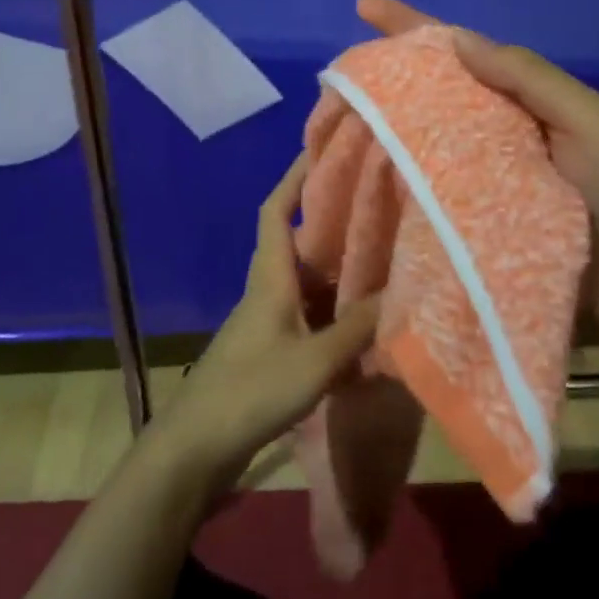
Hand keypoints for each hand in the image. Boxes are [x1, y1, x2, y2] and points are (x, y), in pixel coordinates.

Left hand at [148, 154, 380, 492]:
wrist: (196, 448)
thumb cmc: (252, 391)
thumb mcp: (314, 360)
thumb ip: (357, 327)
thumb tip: (402, 292)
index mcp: (270, 276)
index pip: (276, 210)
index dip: (295, 177)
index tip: (320, 150)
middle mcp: (267, 289)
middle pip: (299, 242)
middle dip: (333, 222)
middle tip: (374, 207)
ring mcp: (268, 321)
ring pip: (308, 282)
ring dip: (338, 270)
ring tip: (381, 259)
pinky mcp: (271, 350)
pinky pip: (310, 316)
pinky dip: (335, 312)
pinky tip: (363, 324)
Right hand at [357, 0, 598, 331]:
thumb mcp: (586, 116)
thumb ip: (527, 76)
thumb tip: (458, 40)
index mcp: (519, 96)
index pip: (459, 49)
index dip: (412, 25)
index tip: (365, 5)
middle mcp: (490, 127)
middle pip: (430, 89)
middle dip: (386, 72)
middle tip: (337, 75)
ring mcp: (476, 173)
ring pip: (419, 137)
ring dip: (380, 124)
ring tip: (334, 118)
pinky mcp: (467, 216)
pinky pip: (424, 187)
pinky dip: (394, 175)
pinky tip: (359, 173)